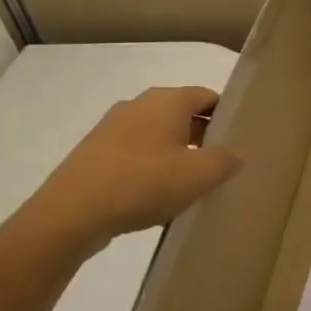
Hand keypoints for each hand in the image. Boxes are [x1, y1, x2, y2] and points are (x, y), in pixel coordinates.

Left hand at [24, 86, 243, 253]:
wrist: (70, 215)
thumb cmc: (144, 183)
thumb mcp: (200, 174)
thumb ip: (226, 160)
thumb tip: (237, 154)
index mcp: (166, 100)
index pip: (207, 96)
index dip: (227, 115)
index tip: (239, 140)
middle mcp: (138, 105)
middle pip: (183, 115)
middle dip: (204, 136)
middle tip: (222, 165)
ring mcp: (112, 129)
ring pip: (159, 136)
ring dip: (178, 155)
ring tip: (192, 185)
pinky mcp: (94, 154)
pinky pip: (136, 155)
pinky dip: (152, 169)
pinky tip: (158, 197)